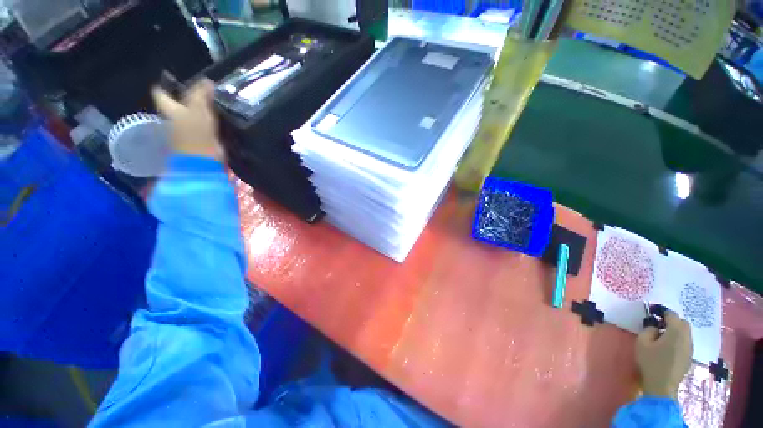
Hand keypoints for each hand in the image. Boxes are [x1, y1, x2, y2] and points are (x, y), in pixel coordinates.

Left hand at [152, 79, 222, 158]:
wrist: (202, 160)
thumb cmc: (195, 133)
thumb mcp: (198, 109)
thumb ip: (201, 94)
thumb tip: (207, 81)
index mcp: (169, 109)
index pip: (161, 94)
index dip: (164, 86)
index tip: (171, 79)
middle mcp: (173, 119)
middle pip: (175, 104)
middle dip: (183, 98)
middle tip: (199, 90)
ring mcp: (186, 131)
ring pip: (189, 115)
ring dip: (197, 110)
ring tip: (211, 103)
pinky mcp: (199, 140)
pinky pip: (201, 126)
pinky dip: (207, 122)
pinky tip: (216, 119)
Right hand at [636, 310, 692, 398]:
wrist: (662, 386)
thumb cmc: (651, 362)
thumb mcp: (642, 343)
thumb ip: (648, 330)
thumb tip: (654, 327)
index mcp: (676, 332)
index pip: (672, 315)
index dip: (662, 312)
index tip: (652, 312)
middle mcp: (686, 338)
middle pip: (683, 323)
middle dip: (672, 321)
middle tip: (659, 325)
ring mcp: (690, 349)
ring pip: (686, 333)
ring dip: (676, 331)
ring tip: (662, 337)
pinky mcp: (689, 357)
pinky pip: (685, 342)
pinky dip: (678, 340)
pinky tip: (668, 348)